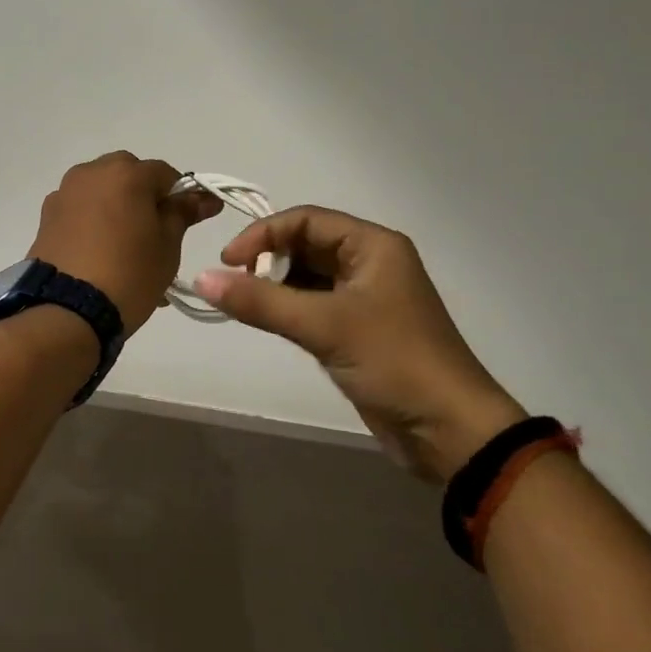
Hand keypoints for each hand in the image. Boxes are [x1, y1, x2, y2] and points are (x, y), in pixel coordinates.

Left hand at [30, 153, 221, 333]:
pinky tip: (101, 254)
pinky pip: (80, 210)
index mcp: (125, 173)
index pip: (165, 173)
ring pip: (101, 191)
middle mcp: (91, 173)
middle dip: (144, 197)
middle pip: (128, 175)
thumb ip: (183, 213)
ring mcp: (64, 193)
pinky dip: (94, 222)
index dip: (180, 195)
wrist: (67, 311)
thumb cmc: (129, 273)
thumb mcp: (167, 245)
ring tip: (127, 247)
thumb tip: (204, 197)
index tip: (188, 220)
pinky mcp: (46, 217)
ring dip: (117, 208)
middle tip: (155, 233)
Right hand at [194, 207, 525, 482]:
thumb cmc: (394, 362)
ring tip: (249, 306)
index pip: (305, 219)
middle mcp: (370, 262)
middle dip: (269, 261)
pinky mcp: (359, 329)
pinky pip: (315, 305)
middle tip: (238, 287)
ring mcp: (365, 297)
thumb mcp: (324, 325)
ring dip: (276, 286)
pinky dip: (290, 309)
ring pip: (308, 276)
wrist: (449, 432)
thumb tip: (201, 278)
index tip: (228, 262)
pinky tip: (270, 322)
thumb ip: (260, 301)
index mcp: (372, 245)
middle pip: (306, 245)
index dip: (263, 234)